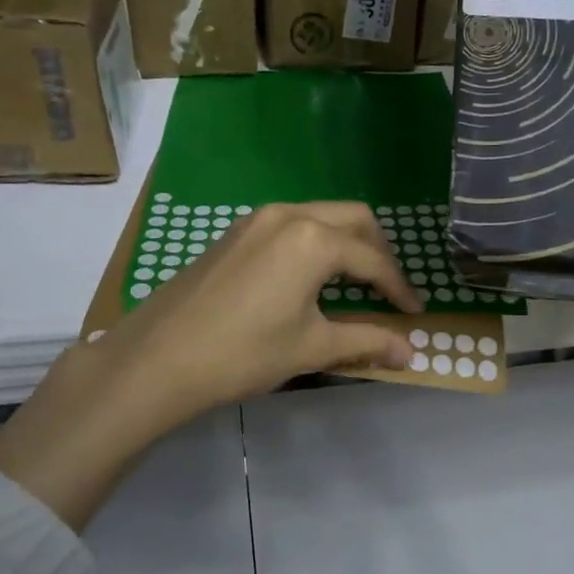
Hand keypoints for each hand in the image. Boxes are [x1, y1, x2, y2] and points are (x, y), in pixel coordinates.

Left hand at [0, 203, 418, 527]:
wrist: (157, 358)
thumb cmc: (242, 353)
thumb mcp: (310, 347)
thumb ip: (366, 341)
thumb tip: (412, 353)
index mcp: (314, 239)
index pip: (373, 258)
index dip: (399, 286)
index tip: (416, 312)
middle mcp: (288, 215)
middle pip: (353, 218)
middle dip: (379, 250)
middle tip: (389, 288)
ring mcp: (256, 219)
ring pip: (319, 216)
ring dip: (345, 242)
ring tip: (354, 282)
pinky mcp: (234, 232)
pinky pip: (290, 224)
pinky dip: (314, 243)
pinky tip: (309, 277)